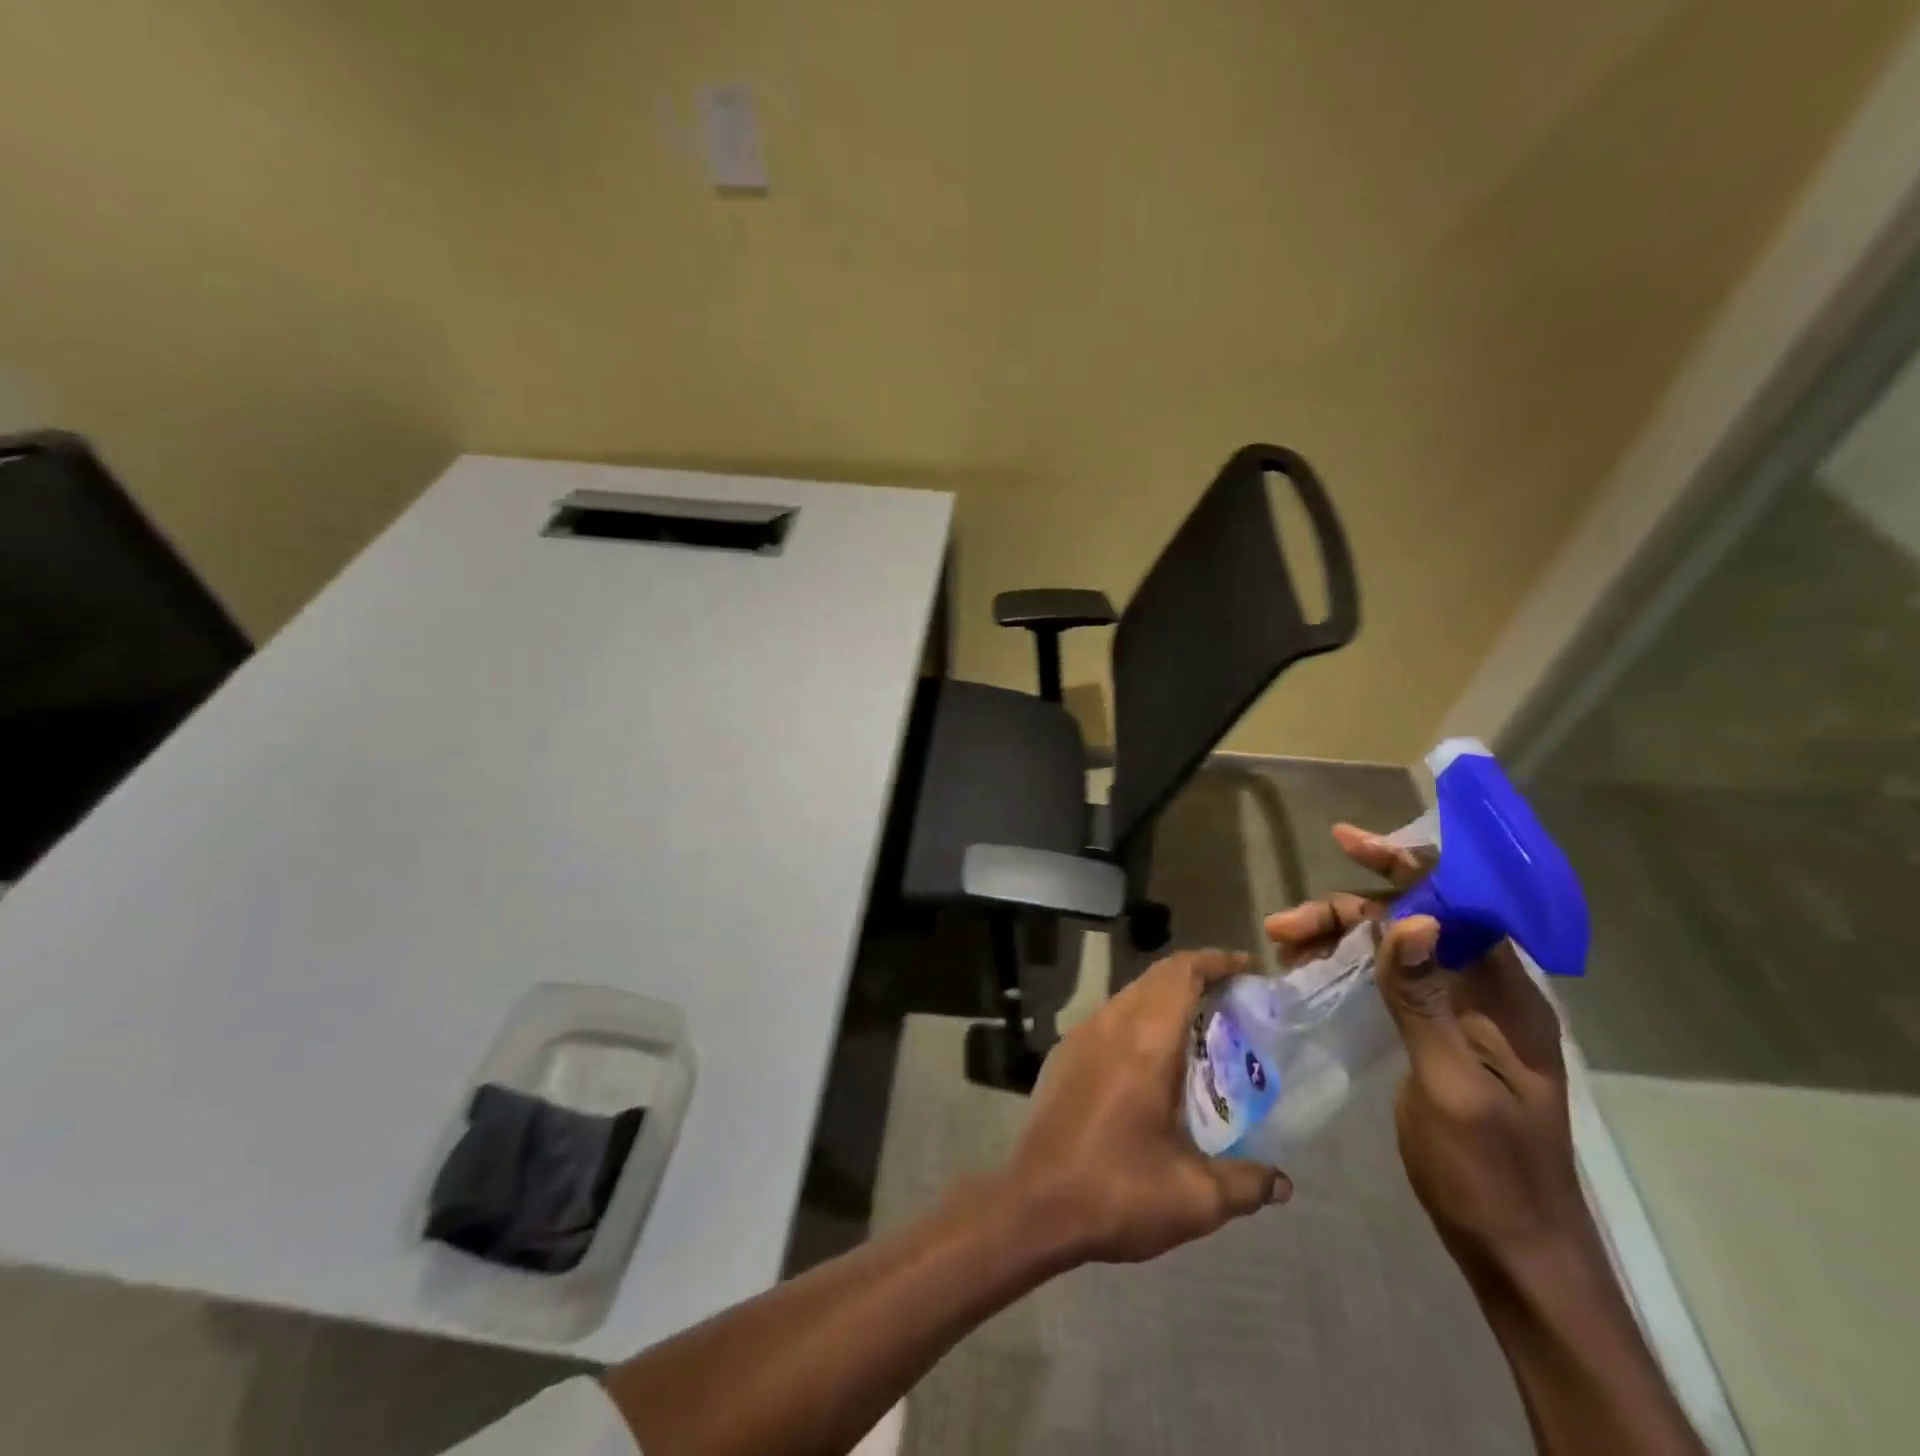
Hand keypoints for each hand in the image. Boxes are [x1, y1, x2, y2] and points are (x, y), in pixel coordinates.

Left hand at [1004, 948, 1292, 1264]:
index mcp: (1144, 1043)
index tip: (1247, 969)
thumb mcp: (1194, 1199)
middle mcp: (1110, 1025)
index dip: (1214, 962)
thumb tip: (1282, 1182)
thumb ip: (1245, 1184)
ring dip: (1165, 998)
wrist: (1032, 1204)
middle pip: (1156, 977)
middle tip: (1234, 1001)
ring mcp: (1080, 1037)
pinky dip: (1139, 1019)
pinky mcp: (1063, 1055)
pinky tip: (1153, 1060)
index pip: (1180, 973)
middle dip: (1196, 977)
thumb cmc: (1116, 1193)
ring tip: (1200, 1029)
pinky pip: (1109, 1018)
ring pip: (1130, 995)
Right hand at [1265, 825, 1591, 1273]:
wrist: (1516, 1255)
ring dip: (1341, 938)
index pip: (1458, 905)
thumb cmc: (1488, 1173)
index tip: (1348, 841)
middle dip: (1348, 912)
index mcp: (1507, 997)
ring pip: (1396, 950)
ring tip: (1285, 945)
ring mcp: (1462, 1016)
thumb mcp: (1451, 1086)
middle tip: (1284, 925)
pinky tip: (1312, 972)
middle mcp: (1487, 994)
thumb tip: (1410, 920)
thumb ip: (1425, 1001)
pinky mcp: (1438, 1037)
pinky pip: (1391, 982)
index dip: (1407, 866)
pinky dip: (1349, 968)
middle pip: (1415, 923)